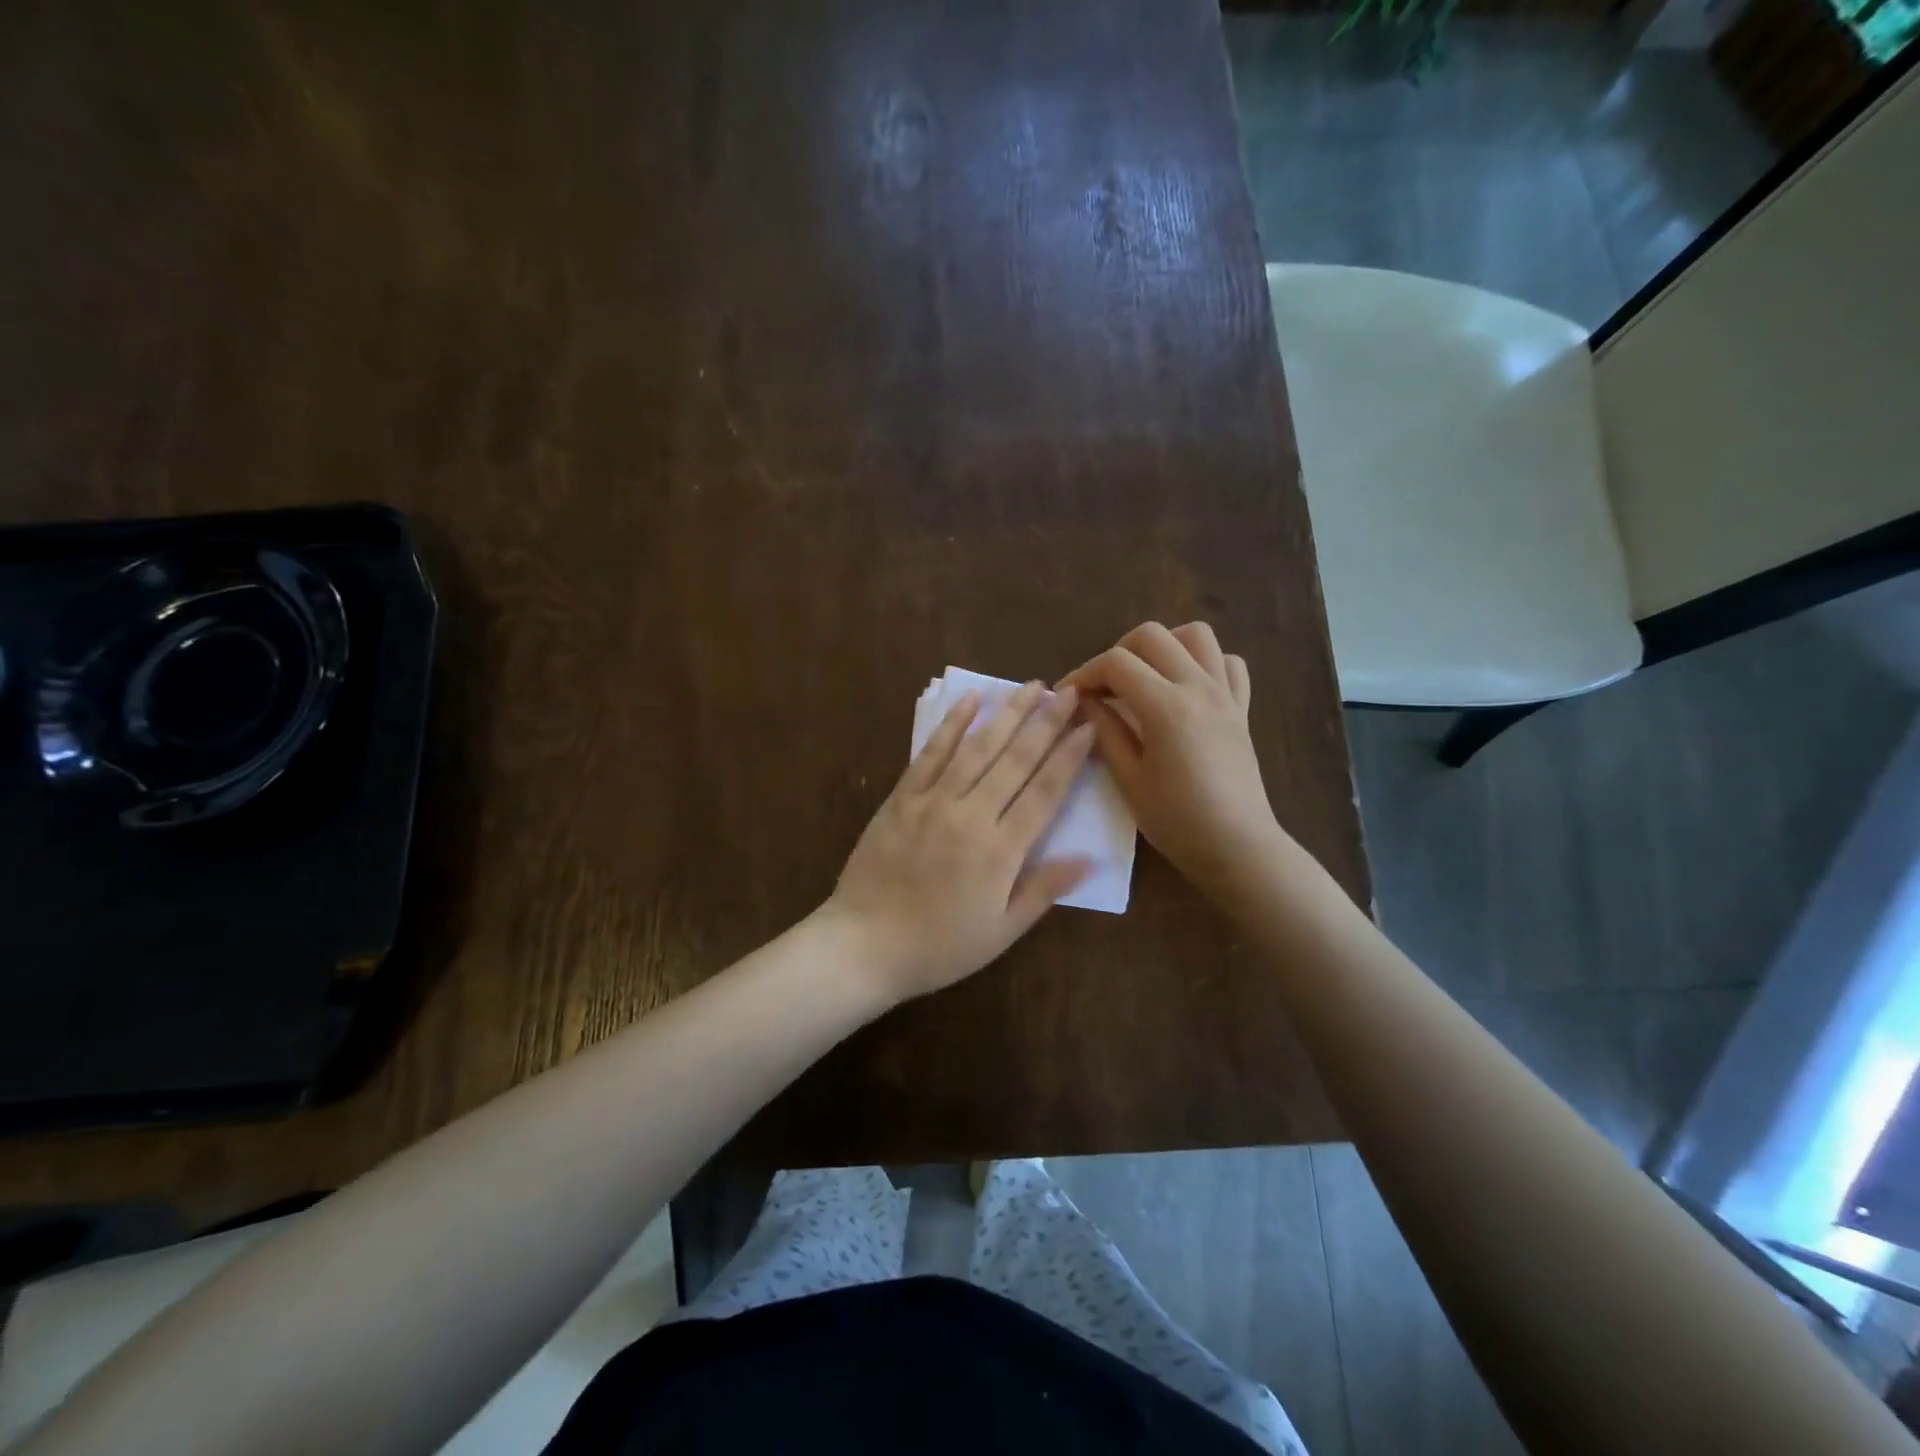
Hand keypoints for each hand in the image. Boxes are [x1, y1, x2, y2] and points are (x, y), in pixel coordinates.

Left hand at [826, 682, 1095, 1002]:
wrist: (864, 945)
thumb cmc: (939, 947)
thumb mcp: (1000, 931)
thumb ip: (1043, 890)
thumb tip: (1088, 858)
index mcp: (1000, 851)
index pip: (1044, 792)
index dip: (1069, 757)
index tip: (1089, 726)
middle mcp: (970, 815)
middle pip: (1016, 761)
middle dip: (1046, 723)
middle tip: (1069, 691)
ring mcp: (932, 802)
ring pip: (977, 749)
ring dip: (1007, 714)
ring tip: (1031, 687)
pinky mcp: (901, 798)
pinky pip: (930, 754)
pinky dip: (951, 725)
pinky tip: (970, 700)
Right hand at [1062, 622, 1283, 901]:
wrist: (1238, 847)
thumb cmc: (1177, 821)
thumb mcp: (1128, 780)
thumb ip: (1105, 731)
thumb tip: (1084, 701)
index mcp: (1166, 706)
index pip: (1116, 663)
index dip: (1084, 673)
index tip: (1068, 696)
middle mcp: (1198, 686)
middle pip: (1152, 635)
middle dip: (1118, 653)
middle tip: (1103, 688)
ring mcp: (1225, 693)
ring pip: (1195, 635)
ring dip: (1164, 646)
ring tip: (1145, 677)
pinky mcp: (1241, 707)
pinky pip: (1228, 662)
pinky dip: (1204, 662)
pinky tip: (1186, 688)